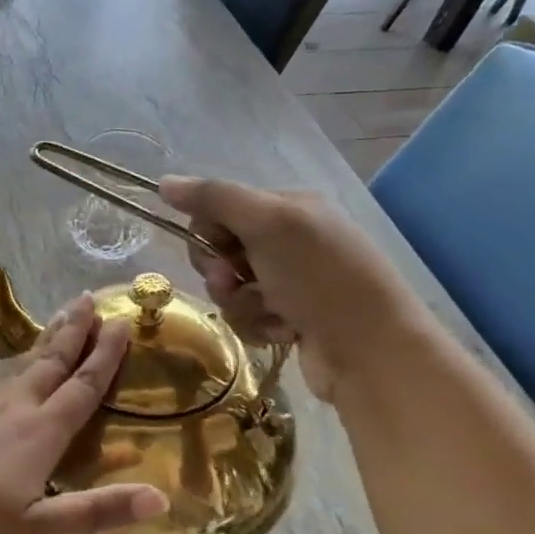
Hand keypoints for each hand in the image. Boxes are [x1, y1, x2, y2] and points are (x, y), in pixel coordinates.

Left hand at [0, 294, 168, 533]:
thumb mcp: (40, 530)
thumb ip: (97, 510)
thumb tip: (160, 497)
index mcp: (39, 435)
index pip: (82, 388)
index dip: (105, 357)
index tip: (121, 322)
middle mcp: (12, 414)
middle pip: (50, 366)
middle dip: (73, 333)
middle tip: (89, 300)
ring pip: (16, 370)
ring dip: (41, 344)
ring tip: (57, 318)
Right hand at [158, 176, 428, 402]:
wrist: (370, 351)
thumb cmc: (320, 278)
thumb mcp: (268, 224)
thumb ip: (215, 198)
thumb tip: (164, 182)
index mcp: (289, 207)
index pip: (220, 210)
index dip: (209, 233)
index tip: (221, 251)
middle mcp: (290, 240)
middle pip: (220, 252)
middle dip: (222, 274)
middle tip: (239, 284)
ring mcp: (291, 282)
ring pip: (231, 290)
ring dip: (242, 304)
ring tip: (273, 314)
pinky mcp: (290, 319)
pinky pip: (248, 317)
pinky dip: (260, 326)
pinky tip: (286, 331)